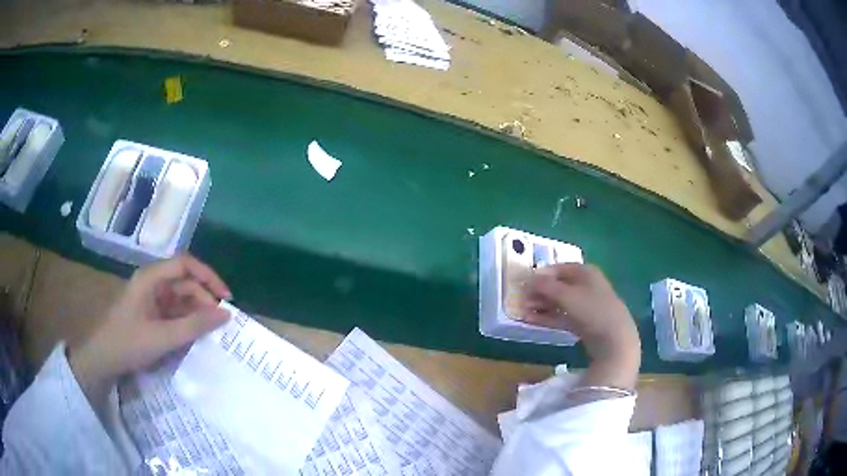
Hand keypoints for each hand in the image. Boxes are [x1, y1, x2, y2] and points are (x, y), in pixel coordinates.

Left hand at [69, 256, 231, 405]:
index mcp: (151, 278)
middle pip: (185, 282)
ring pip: (181, 298)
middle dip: (204, 300)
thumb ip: (194, 326)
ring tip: (209, 333)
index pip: (185, 264)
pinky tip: (194, 337)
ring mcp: (151, 298)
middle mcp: (152, 283)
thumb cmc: (128, 343)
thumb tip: (226, 315)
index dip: (208, 277)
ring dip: (196, 313)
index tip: (226, 298)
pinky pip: (174, 312)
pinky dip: (187, 322)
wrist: (103, 359)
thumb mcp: (163, 337)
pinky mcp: (151, 313)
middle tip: (219, 324)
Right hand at [523, 263, 639, 378]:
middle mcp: (586, 285)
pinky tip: (532, 321)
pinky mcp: (584, 322)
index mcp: (586, 272)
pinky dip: (549, 317)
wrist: (614, 339)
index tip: (525, 282)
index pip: (560, 268)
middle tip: (522, 299)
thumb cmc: (592, 310)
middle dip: (540, 292)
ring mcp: (586, 305)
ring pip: (559, 302)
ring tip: (524, 311)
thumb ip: (546, 286)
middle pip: (559, 285)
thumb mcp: (566, 295)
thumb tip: (530, 277)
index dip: (542, 274)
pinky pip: (563, 316)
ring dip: (542, 306)